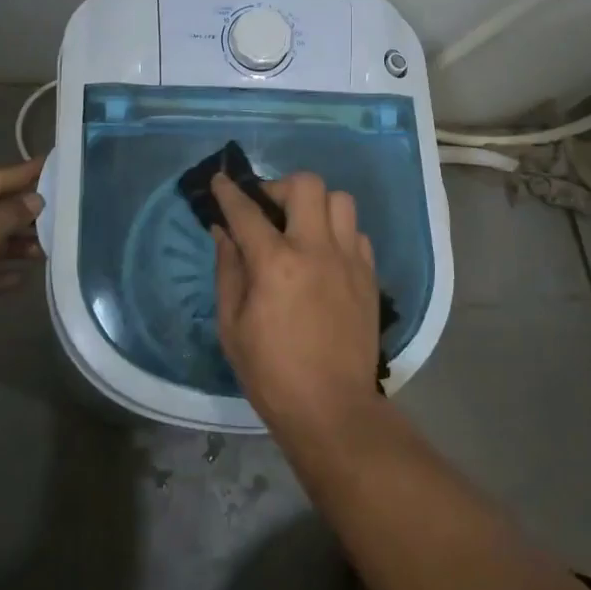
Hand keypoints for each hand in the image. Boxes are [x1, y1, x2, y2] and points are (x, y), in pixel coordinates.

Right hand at [210, 171, 379, 434]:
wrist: (331, 409)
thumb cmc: (271, 372)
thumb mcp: (232, 325)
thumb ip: (228, 270)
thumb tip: (223, 231)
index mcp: (276, 263)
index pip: (247, 211)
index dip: (229, 192)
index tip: (221, 180)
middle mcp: (316, 250)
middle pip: (307, 185)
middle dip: (281, 186)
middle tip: (268, 209)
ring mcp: (349, 260)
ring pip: (341, 201)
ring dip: (316, 205)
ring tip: (302, 228)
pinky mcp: (369, 276)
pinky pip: (357, 233)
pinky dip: (339, 233)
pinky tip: (325, 255)